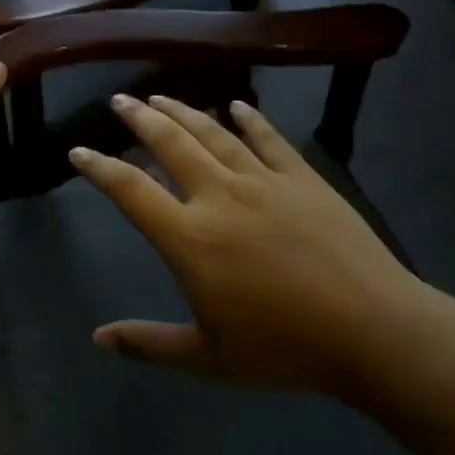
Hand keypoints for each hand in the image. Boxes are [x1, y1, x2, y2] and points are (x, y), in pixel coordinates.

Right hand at [69, 95, 422, 390]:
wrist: (376, 333)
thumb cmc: (285, 349)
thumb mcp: (208, 358)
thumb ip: (149, 344)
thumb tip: (97, 339)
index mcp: (189, 238)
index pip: (129, 190)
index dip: (98, 167)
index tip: (77, 151)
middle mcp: (218, 197)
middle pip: (170, 143)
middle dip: (139, 118)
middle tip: (118, 100)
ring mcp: (264, 182)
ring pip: (213, 133)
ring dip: (183, 110)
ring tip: (160, 95)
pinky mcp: (304, 179)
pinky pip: (269, 139)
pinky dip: (250, 119)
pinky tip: (237, 105)